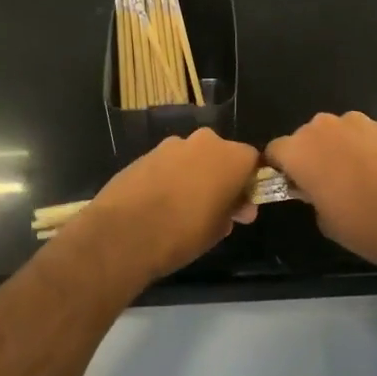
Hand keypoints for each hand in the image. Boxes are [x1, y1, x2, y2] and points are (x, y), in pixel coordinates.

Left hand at [68, 129, 260, 284]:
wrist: (124, 233)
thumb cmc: (183, 233)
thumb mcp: (218, 230)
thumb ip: (232, 211)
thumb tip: (238, 208)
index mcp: (230, 157)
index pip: (252, 161)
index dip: (248, 182)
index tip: (241, 205)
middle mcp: (204, 142)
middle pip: (221, 154)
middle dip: (220, 175)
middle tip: (214, 205)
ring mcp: (172, 145)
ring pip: (192, 156)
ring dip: (193, 174)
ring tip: (182, 206)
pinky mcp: (146, 153)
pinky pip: (168, 163)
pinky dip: (169, 176)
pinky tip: (159, 202)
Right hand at [267, 111, 376, 290]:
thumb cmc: (367, 227)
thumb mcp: (325, 220)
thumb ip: (310, 195)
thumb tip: (314, 187)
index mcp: (301, 150)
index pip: (275, 151)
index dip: (279, 170)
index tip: (289, 188)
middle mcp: (326, 126)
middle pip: (305, 137)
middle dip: (309, 157)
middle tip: (323, 186)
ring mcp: (359, 122)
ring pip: (336, 134)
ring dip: (337, 150)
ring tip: (356, 180)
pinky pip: (363, 136)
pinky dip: (364, 150)